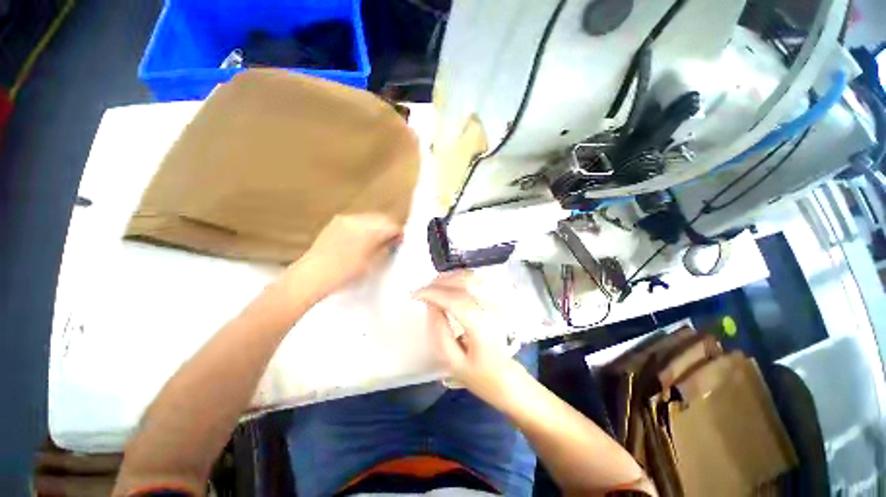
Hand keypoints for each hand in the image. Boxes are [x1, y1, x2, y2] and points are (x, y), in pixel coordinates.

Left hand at [293, 214, 402, 298]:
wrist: (312, 275)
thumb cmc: (344, 273)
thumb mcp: (372, 264)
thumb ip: (386, 249)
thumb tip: (394, 241)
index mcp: (369, 230)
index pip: (391, 225)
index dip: (399, 233)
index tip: (400, 241)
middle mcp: (358, 220)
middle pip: (381, 218)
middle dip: (388, 227)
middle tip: (391, 241)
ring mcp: (345, 220)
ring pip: (369, 218)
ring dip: (376, 226)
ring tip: (376, 241)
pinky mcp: (335, 222)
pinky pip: (356, 220)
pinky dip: (363, 227)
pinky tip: (361, 239)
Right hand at [414, 271, 527, 408]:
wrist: (507, 379)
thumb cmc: (479, 375)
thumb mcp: (453, 361)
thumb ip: (439, 331)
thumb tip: (430, 305)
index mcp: (480, 327)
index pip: (454, 300)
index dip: (432, 293)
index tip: (414, 295)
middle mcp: (490, 309)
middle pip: (463, 284)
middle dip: (438, 283)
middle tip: (421, 291)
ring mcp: (496, 303)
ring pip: (472, 278)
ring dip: (449, 277)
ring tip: (432, 285)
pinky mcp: (496, 302)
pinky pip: (478, 281)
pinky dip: (461, 277)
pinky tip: (450, 283)